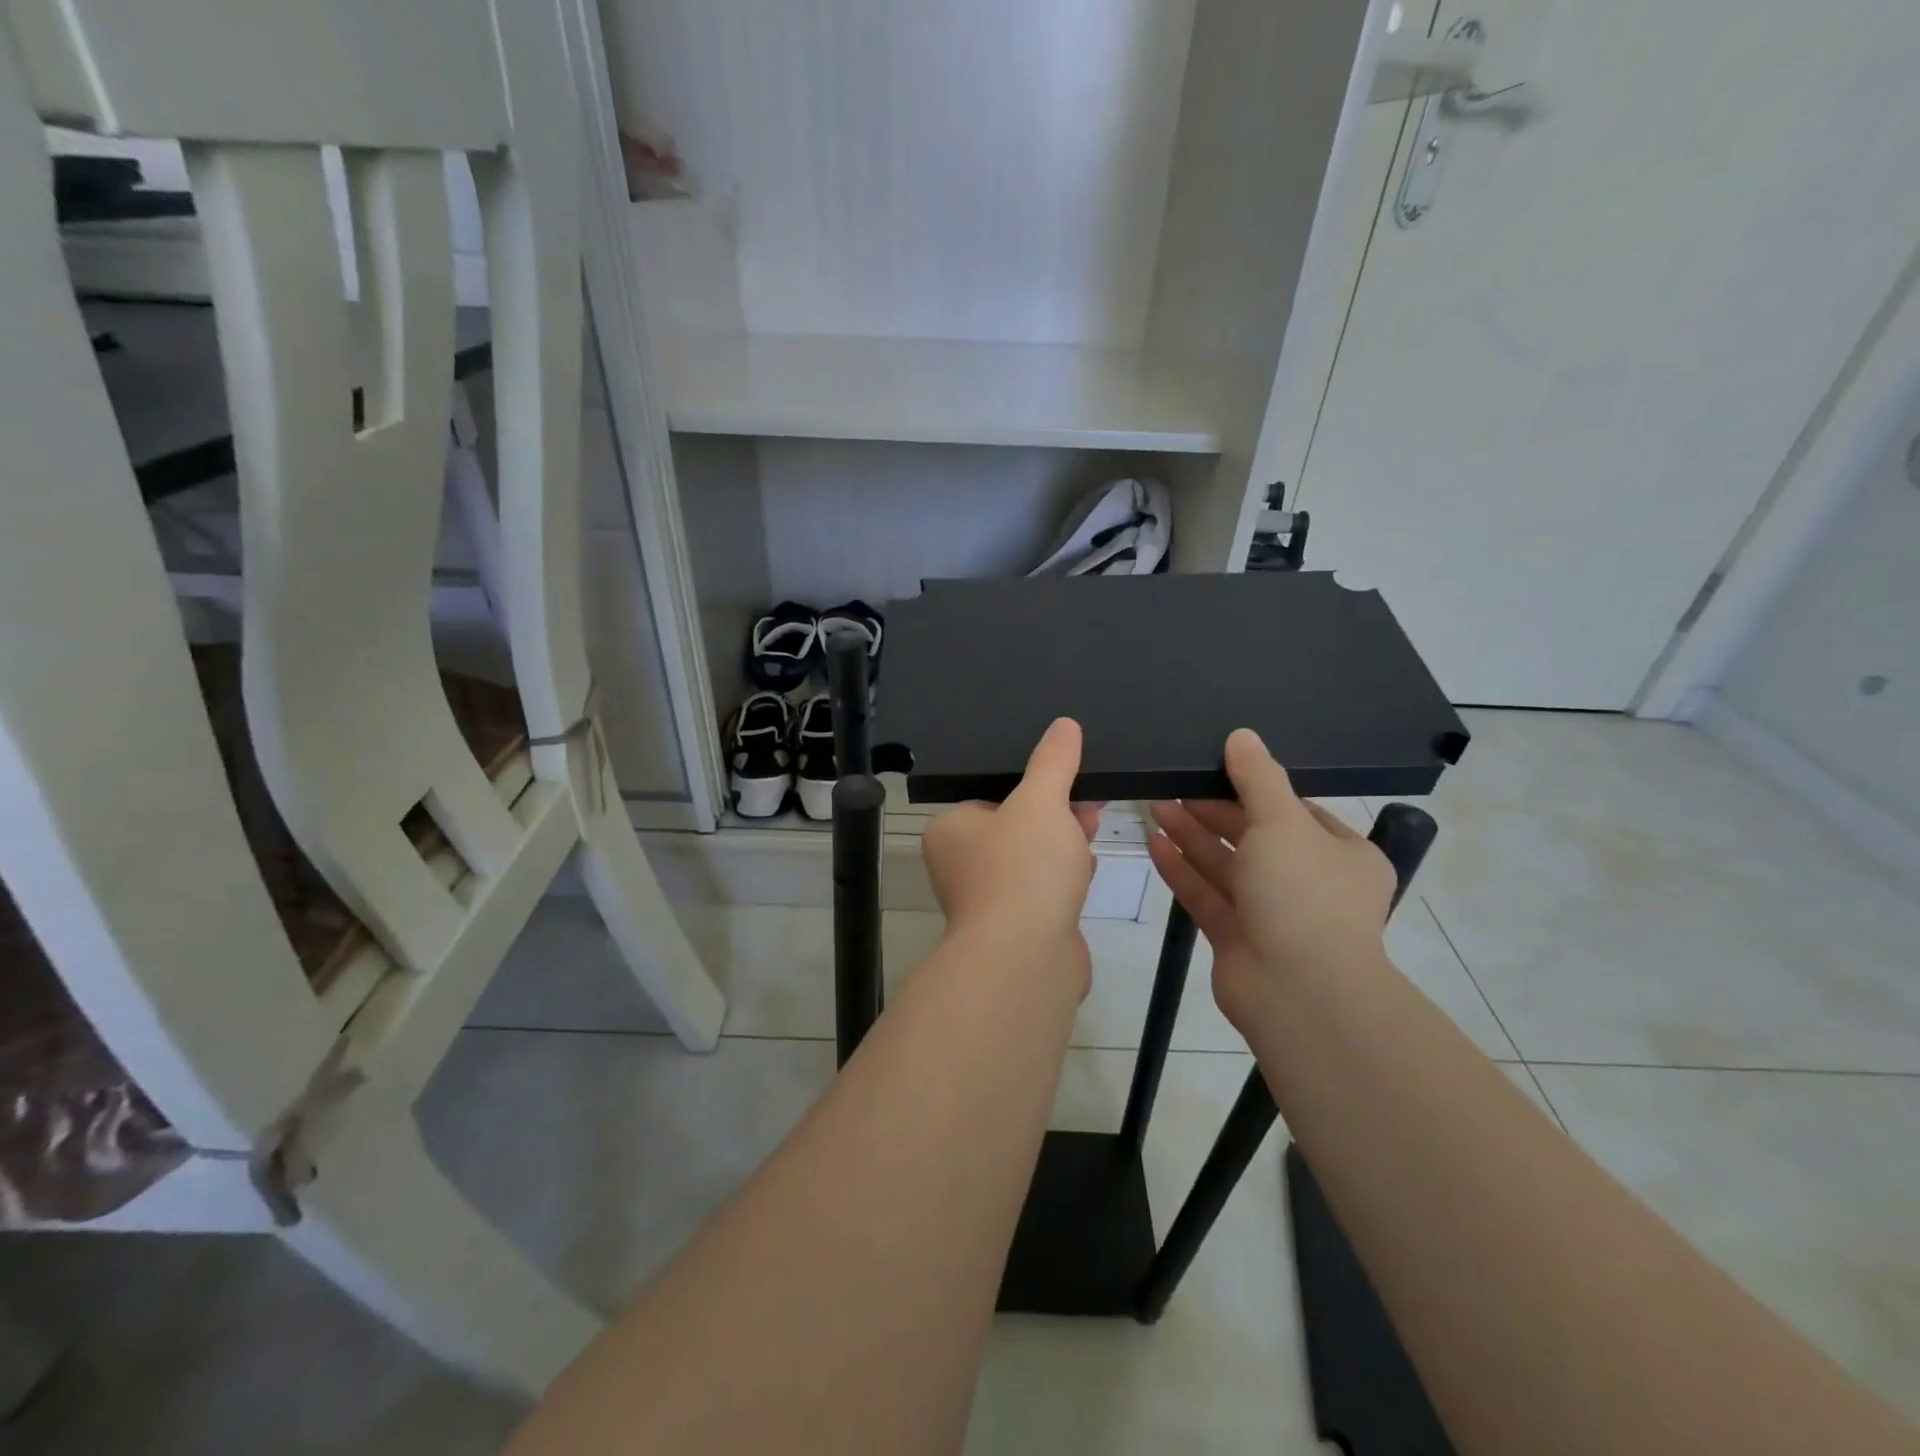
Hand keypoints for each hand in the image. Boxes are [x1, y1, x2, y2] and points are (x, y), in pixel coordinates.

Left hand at [921, 718, 1101, 994]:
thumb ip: (1053, 762)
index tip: (1068, 781)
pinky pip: (1043, 891)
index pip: (991, 795)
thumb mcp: (1040, 801)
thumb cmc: (1023, 868)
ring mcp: (988, 900)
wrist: (1026, 959)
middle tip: (1090, 808)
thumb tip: (1064, 724)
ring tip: (1094, 834)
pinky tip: (1087, 874)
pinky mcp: (1016, 928)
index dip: (1033, 786)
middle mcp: (961, 865)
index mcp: (950, 831)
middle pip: (1015, 826)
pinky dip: (1064, 879)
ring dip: (1064, 846)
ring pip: (1032, 859)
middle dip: (1056, 815)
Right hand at [1148, 728, 1394, 1030]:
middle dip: (1212, 812)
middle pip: (1254, 837)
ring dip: (1192, 836)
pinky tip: (1154, 843)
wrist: (1298, 992)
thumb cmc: (1302, 895)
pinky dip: (1182, 870)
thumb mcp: (1283, 822)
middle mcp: (1310, 883)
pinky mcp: (1238, 938)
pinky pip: (1207, 895)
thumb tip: (1242, 735)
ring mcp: (1272, 914)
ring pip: (1226, 866)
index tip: (1216, 769)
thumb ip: (1258, 778)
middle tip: (1173, 786)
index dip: (1254, 789)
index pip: (1295, 811)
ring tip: (1154, 806)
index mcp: (1340, 855)